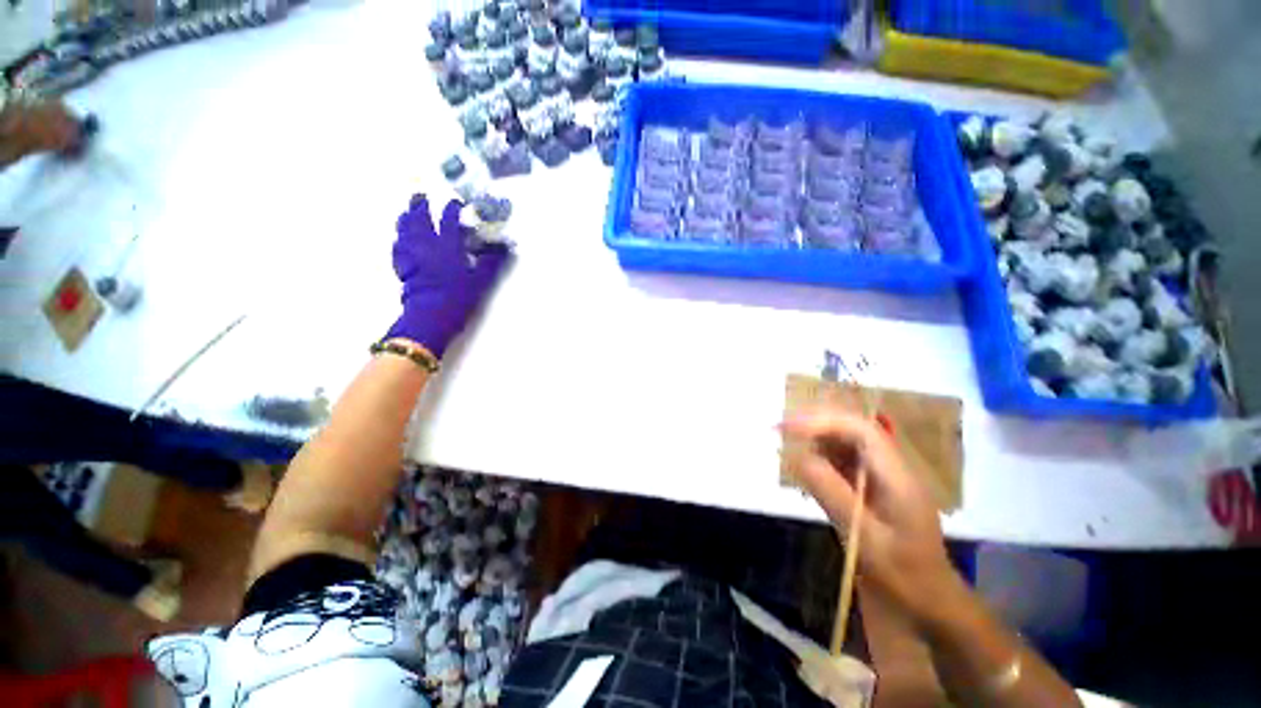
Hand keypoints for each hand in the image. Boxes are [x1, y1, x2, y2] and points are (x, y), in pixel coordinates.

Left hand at [386, 195, 509, 357]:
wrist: (429, 320)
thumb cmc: (457, 299)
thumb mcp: (481, 282)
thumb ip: (492, 262)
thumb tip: (506, 247)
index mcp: (448, 244)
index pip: (449, 219)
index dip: (452, 209)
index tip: (455, 204)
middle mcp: (428, 246)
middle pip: (421, 220)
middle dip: (420, 207)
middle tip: (419, 197)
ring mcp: (413, 258)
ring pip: (405, 233)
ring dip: (405, 221)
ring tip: (405, 214)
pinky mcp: (403, 271)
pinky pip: (398, 252)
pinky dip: (398, 243)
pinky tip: (398, 242)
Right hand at [782, 407, 963, 627]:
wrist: (928, 606)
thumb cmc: (900, 576)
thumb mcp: (864, 539)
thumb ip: (833, 495)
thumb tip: (799, 458)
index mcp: (899, 476)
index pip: (861, 430)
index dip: (823, 422)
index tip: (786, 428)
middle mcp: (897, 474)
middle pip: (858, 437)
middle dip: (821, 430)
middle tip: (781, 437)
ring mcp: (892, 490)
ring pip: (856, 456)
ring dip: (825, 451)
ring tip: (789, 455)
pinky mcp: (885, 507)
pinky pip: (856, 478)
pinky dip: (832, 474)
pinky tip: (812, 483)